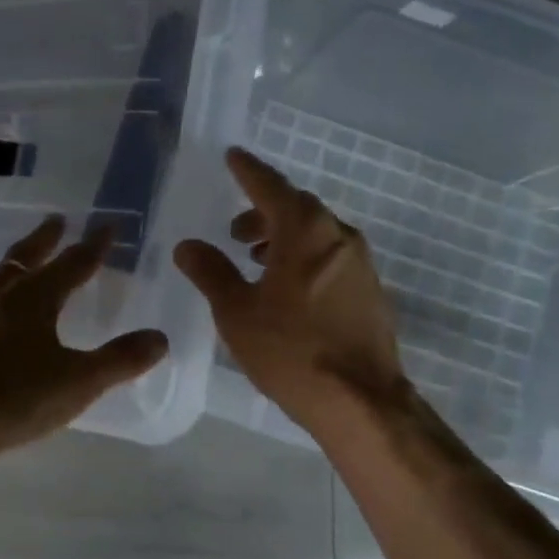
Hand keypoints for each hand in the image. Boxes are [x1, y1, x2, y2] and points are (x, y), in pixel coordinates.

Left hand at [0, 216, 168, 469]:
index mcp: (34, 298)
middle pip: (25, 256)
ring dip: (8, 263)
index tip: (107, 225)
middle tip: (57, 220)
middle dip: (45, 238)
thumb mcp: (77, 384)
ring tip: (10, 262)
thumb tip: (160, 337)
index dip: (94, 245)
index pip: (73, 263)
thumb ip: (120, 360)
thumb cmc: (10, 400)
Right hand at [175, 147, 408, 437]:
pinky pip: (330, 256)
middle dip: (263, 212)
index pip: (271, 187)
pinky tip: (287, 288)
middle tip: (235, 231)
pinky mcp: (370, 291)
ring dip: (284, 237)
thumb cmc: (291, 351)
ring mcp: (360, 264)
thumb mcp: (237, 312)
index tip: (233, 156)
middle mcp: (338, 236)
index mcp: (306, 232)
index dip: (248, 171)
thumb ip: (211, 272)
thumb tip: (188, 245)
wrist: (361, 401)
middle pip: (297, 208)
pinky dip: (304, 257)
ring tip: (256, 259)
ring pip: (316, 233)